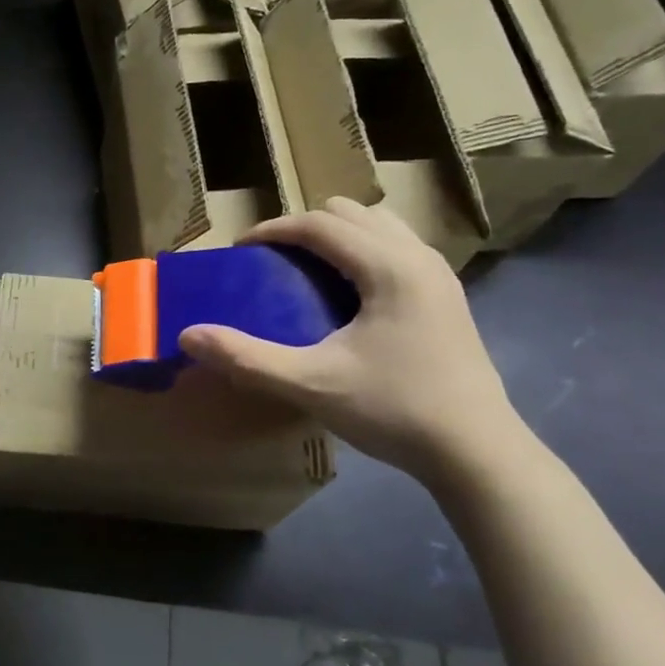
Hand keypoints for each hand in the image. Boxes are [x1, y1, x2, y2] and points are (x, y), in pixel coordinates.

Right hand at [178, 198, 517, 485]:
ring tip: (308, 272)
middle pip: (351, 213)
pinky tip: (348, 297)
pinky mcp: (446, 296)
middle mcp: (418, 257)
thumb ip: (246, 358)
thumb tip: (188, 336)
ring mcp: (439, 275)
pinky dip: (363, 252)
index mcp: (389, 267)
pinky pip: (397, 248)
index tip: (240, 250)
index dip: (273, 229)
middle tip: (273, 261)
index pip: (320, 224)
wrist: (476, 452)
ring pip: (379, 226)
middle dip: (305, 227)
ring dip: (338, 236)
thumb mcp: (311, 384)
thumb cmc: (394, 411)